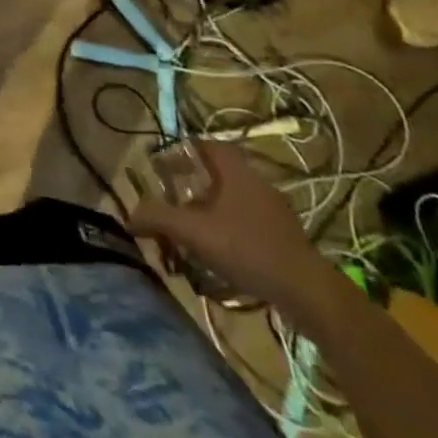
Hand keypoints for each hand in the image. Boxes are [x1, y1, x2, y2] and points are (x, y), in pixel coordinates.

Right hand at [129, 142, 338, 317]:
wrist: (307, 291)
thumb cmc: (247, 248)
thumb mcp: (194, 232)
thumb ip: (159, 218)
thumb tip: (129, 215)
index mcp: (235, 170)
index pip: (206, 145)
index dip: (183, 151)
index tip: (165, 168)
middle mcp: (256, 181)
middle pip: (218, 173)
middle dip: (194, 185)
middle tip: (175, 201)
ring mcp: (275, 210)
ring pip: (234, 199)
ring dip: (212, 210)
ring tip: (194, 232)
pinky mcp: (286, 237)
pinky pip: (250, 222)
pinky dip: (231, 230)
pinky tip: (222, 255)